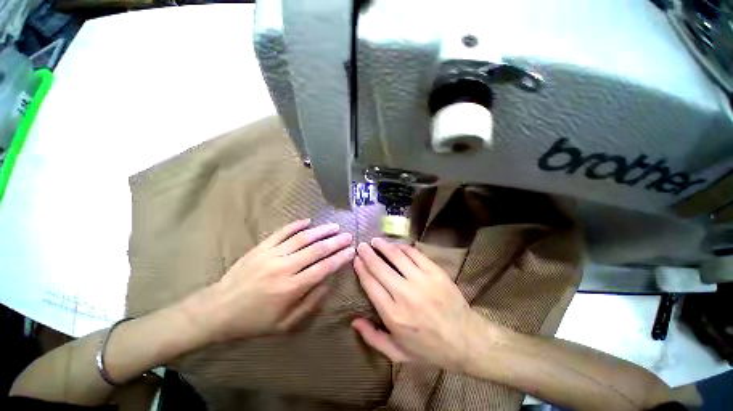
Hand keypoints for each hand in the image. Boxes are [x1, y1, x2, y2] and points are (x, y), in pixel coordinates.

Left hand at [189, 219, 354, 343]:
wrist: (218, 310)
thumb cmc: (254, 321)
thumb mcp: (285, 324)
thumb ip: (309, 304)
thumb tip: (327, 284)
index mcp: (291, 288)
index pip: (323, 268)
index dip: (339, 258)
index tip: (351, 251)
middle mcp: (284, 267)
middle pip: (316, 250)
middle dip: (335, 242)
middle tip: (348, 235)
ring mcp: (271, 254)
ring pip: (302, 238)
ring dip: (321, 231)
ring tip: (334, 226)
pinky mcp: (261, 247)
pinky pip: (281, 232)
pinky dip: (296, 225)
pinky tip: (308, 221)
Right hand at [352, 238, 485, 371]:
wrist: (466, 340)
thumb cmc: (430, 349)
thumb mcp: (398, 353)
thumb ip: (373, 338)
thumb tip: (354, 321)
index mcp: (393, 314)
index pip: (370, 284)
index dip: (361, 268)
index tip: (356, 259)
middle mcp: (404, 294)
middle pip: (380, 267)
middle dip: (368, 254)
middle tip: (362, 246)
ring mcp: (421, 281)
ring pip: (396, 256)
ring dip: (384, 246)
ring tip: (376, 241)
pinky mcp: (435, 272)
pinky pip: (415, 254)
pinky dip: (403, 247)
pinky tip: (396, 245)